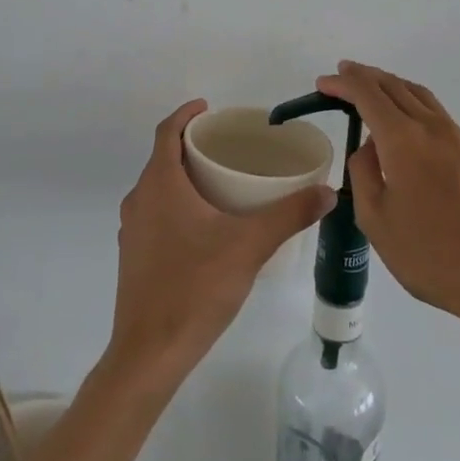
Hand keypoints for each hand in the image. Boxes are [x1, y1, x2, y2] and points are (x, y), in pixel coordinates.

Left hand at [107, 100, 335, 388]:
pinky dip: (177, 203)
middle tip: (227, 145)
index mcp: (160, 184)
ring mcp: (132, 230)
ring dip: (183, 176)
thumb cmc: (195, 288)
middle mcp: (139, 199)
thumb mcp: (249, 246)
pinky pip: (155, 212)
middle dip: (191, 145)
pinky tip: (205, 225)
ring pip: (158, 187)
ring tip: (221, 182)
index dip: (186, 114)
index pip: (166, 132)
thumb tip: (327, 192)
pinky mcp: (133, 255)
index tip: (209, 108)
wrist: (149, 352)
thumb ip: (289, 215)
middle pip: (162, 158)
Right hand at [317, 62, 459, 338]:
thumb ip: (365, 175)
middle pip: (396, 86)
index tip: (323, 83)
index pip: (367, 94)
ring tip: (373, 89)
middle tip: (343, 75)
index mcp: (404, 140)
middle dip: (366, 76)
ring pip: (421, 97)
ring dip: (392, 86)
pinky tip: (409, 126)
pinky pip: (438, 116)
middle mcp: (433, 129)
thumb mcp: (378, 221)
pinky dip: (414, 105)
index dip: (343, 83)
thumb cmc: (434, 256)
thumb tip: (369, 149)